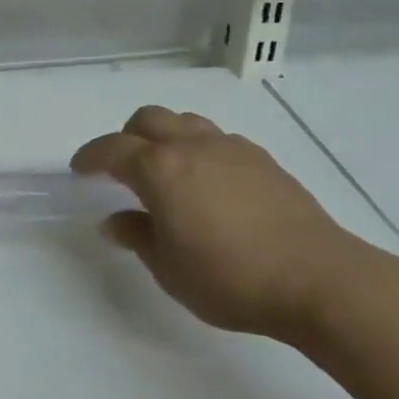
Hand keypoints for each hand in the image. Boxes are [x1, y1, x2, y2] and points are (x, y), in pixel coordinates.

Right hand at [72, 105, 374, 343]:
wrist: (318, 278)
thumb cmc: (231, 278)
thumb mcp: (170, 269)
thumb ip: (137, 237)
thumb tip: (114, 221)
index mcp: (159, 168)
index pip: (112, 149)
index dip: (91, 156)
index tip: (79, 168)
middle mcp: (190, 145)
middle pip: (147, 119)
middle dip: (127, 137)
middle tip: (124, 167)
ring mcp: (229, 147)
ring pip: (184, 122)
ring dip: (166, 136)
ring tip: (168, 169)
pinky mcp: (261, 158)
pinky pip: (217, 139)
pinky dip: (201, 149)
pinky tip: (211, 182)